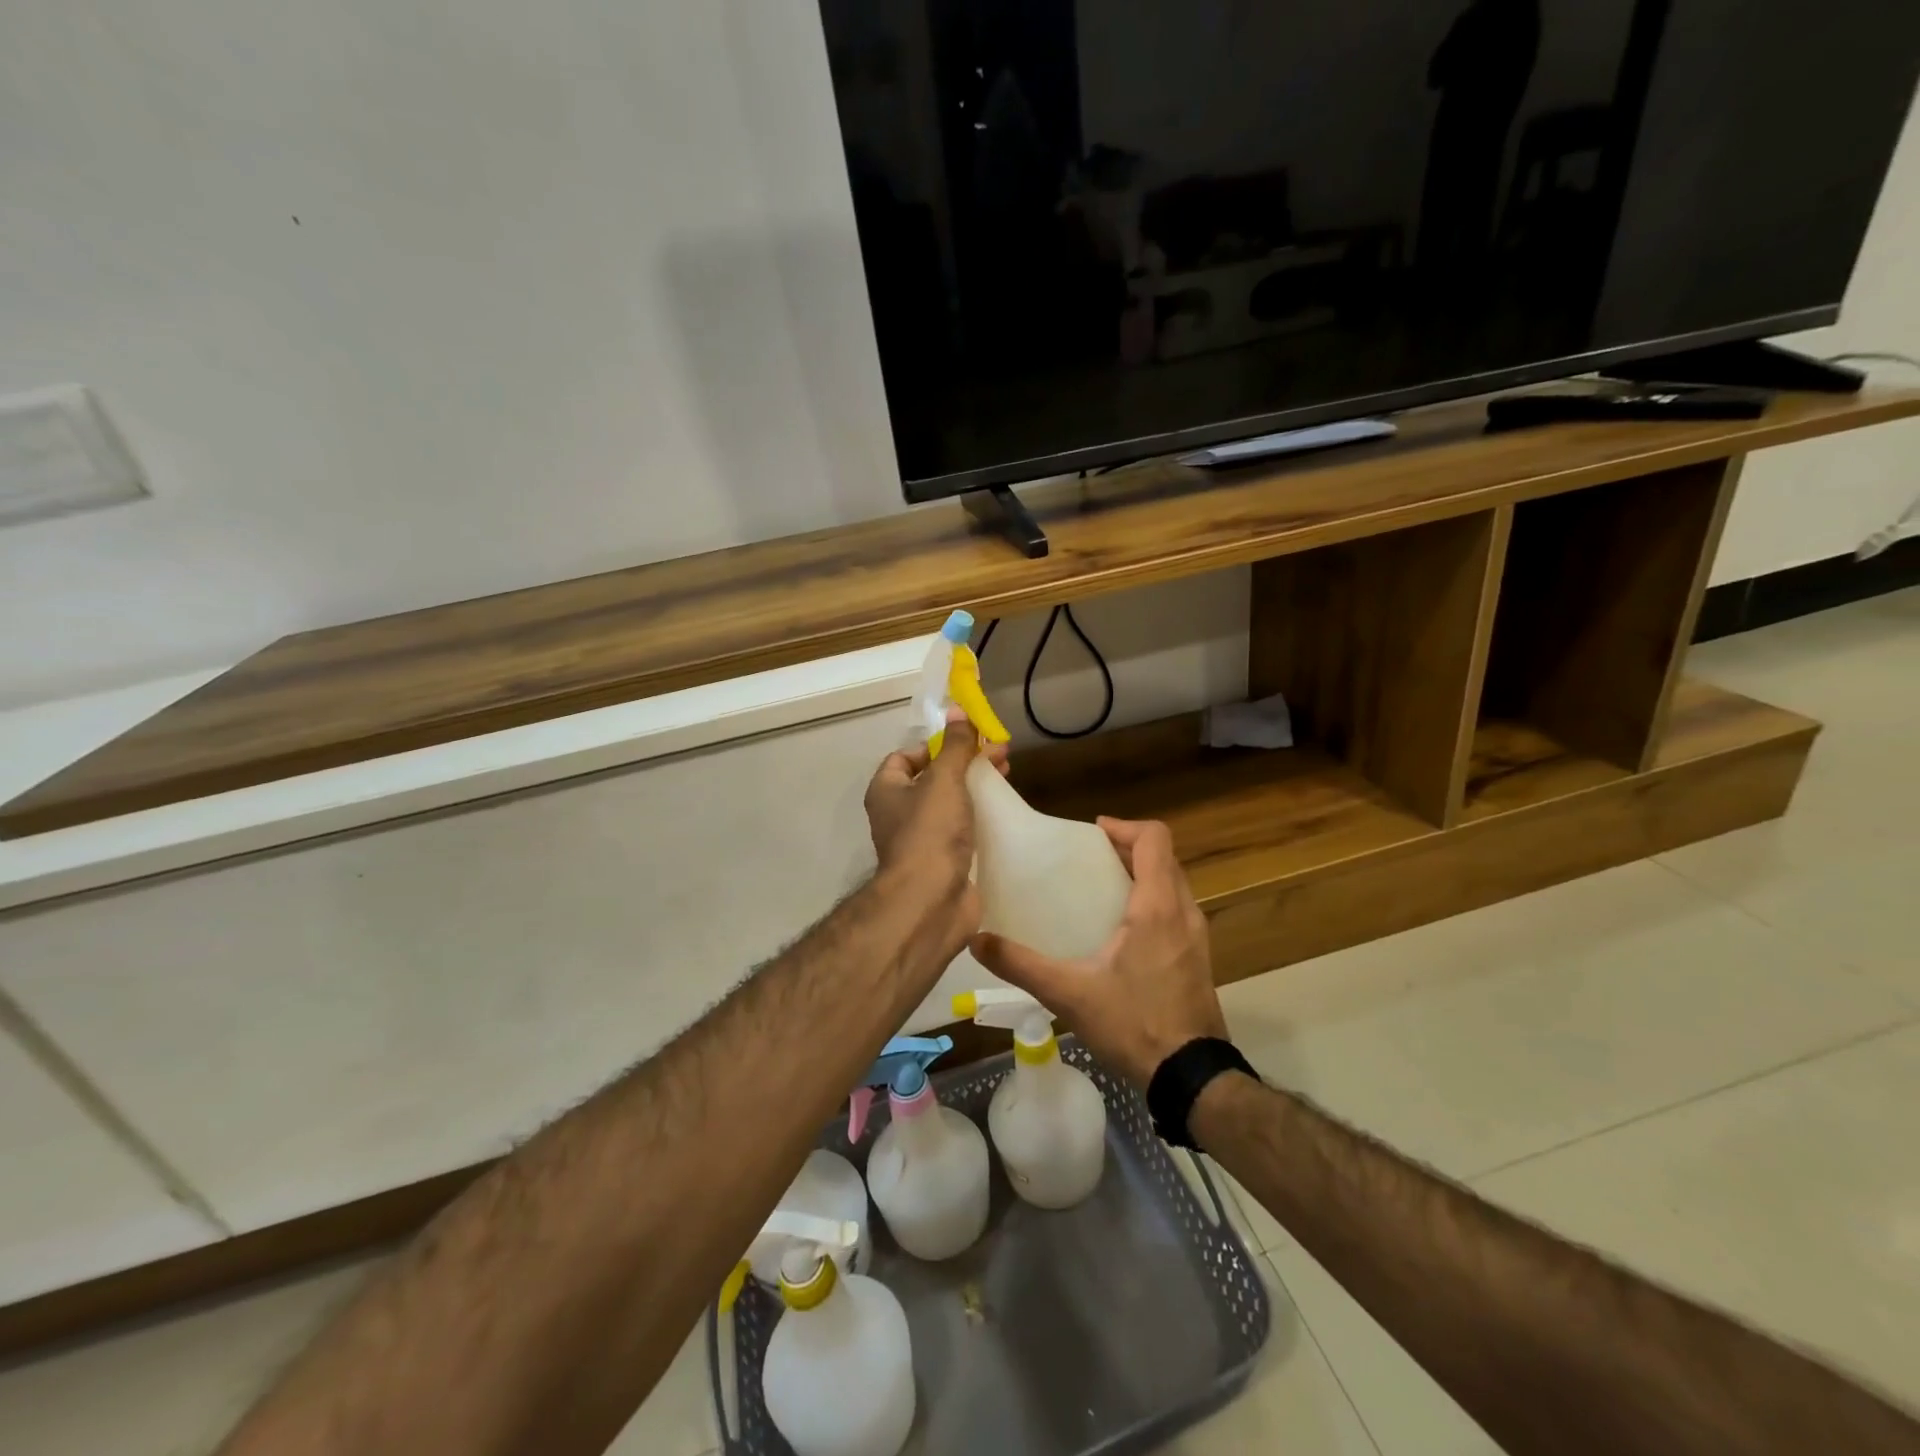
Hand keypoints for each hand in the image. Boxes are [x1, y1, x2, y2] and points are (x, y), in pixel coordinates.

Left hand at [862, 713, 1010, 959]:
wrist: (930, 901)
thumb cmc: (930, 832)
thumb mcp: (944, 779)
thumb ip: (954, 746)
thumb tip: (957, 709)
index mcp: (887, 791)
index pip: (905, 757)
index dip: (934, 745)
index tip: (966, 742)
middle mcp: (899, 815)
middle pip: (933, 779)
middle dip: (966, 764)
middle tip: (1000, 754)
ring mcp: (921, 841)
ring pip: (950, 806)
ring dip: (976, 790)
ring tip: (1008, 777)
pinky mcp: (943, 863)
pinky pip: (962, 832)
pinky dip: (980, 820)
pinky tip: (1004, 813)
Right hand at [971, 817, 1226, 1087]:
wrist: (1191, 1077)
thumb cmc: (1134, 1024)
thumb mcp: (1069, 994)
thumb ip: (1021, 964)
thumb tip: (976, 939)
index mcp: (1157, 906)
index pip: (1154, 839)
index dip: (1124, 826)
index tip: (1091, 833)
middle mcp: (1184, 912)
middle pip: (1163, 858)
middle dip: (1127, 848)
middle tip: (1088, 858)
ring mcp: (1196, 937)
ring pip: (1173, 884)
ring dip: (1142, 875)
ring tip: (1100, 888)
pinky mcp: (1197, 958)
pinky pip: (1176, 910)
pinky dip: (1152, 901)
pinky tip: (1121, 931)